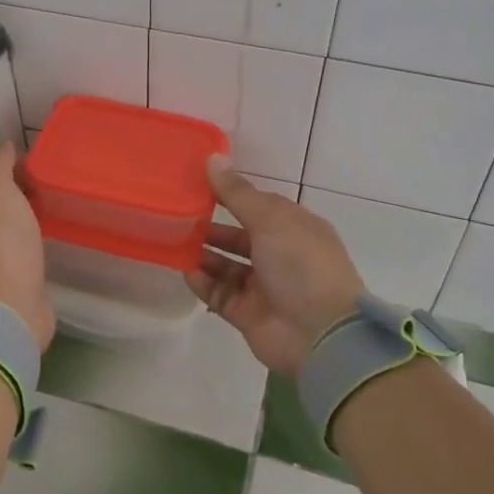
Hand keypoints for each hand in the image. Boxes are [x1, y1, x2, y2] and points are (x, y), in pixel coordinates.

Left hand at [0, 142, 54, 350]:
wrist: (7, 307)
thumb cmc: (0, 242)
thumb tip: (6, 147)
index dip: (11, 164)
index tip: (42, 157)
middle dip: (22, 189)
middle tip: (56, 176)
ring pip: (13, 225)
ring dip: (30, 214)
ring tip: (60, 200)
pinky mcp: (15, 279)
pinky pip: (27, 248)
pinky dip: (38, 238)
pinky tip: (56, 233)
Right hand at [187, 158, 365, 375]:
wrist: (320, 334)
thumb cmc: (301, 265)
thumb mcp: (271, 219)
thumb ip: (237, 193)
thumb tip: (213, 159)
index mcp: (294, 229)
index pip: (257, 206)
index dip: (230, 194)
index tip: (196, 183)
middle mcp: (280, 256)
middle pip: (239, 237)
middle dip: (211, 226)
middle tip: (178, 214)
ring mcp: (263, 287)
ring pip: (226, 265)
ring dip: (203, 253)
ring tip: (174, 240)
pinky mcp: (247, 314)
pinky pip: (219, 293)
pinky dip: (203, 282)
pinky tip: (185, 269)